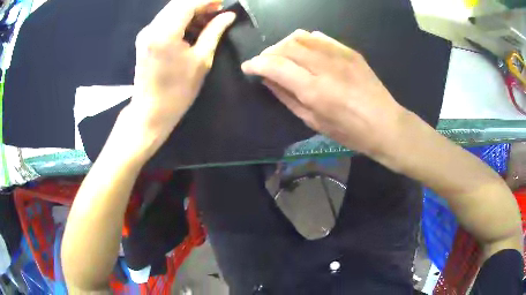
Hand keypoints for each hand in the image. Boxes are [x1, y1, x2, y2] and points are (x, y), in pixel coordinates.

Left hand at [126, 0, 234, 155]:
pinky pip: (165, 19)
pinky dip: (180, 18)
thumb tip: (228, 15)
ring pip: (171, 9)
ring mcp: (146, 32)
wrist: (150, 112)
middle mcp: (152, 28)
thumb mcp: (201, 61)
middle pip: (178, 3)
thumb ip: (214, 32)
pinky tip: (192, 26)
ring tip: (209, 19)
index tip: (224, 3)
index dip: (208, 0)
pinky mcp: (144, 38)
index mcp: (165, 33)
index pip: (188, 3)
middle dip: (200, 3)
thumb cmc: (177, 92)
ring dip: (191, 9)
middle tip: (218, 11)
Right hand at [242, 30, 406, 157]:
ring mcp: (339, 55)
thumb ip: (287, 97)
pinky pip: (319, 36)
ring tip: (283, 55)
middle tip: (265, 63)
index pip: (275, 65)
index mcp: (314, 90)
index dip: (256, 63)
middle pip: (286, 46)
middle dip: (269, 52)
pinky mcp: (349, 51)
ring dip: (284, 44)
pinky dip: (304, 40)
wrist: (385, 124)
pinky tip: (304, 51)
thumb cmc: (349, 132)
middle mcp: (324, 66)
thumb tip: (267, 80)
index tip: (248, 67)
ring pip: (300, 36)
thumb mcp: (313, 122)